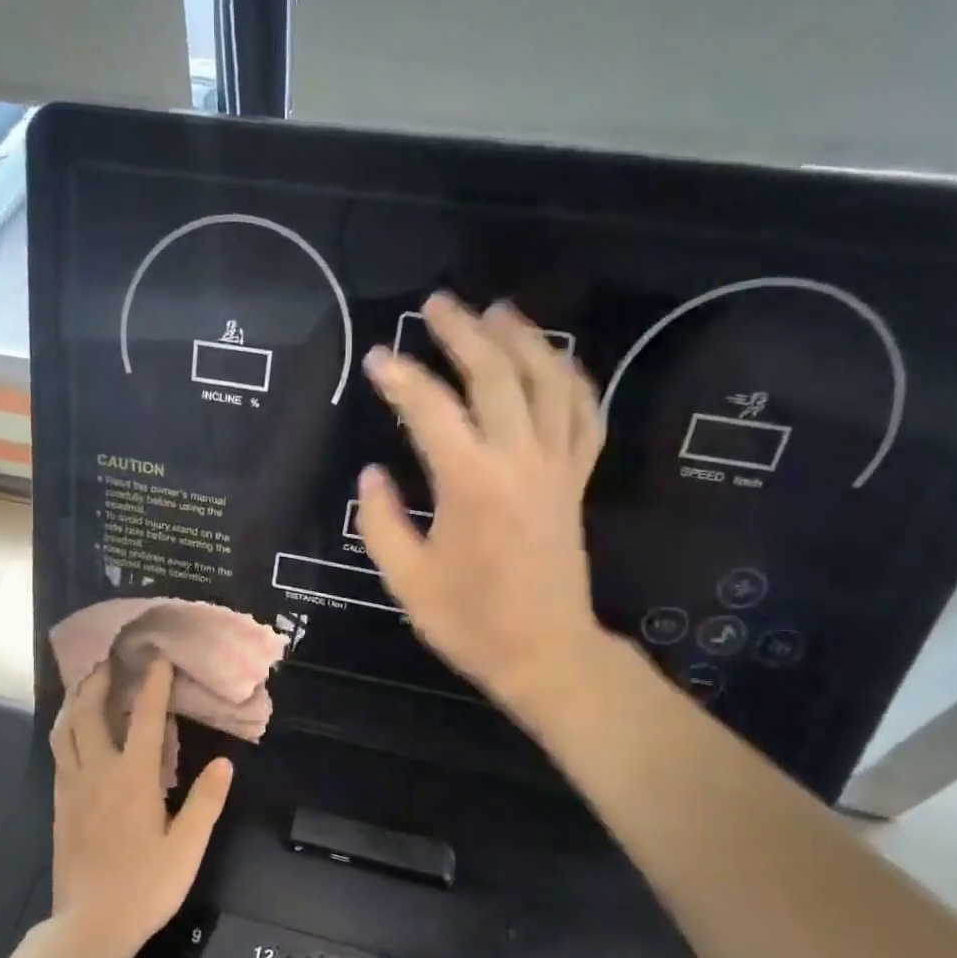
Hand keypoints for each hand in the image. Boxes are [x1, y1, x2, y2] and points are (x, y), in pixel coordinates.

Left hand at [48, 658, 233, 957]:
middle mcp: (97, 772)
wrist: (89, 927)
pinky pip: (58, 752)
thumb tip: (225, 763)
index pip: (145, 719)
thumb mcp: (187, 848)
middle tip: (109, 658)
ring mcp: (72, 786)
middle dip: (99, 679)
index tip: (159, 658)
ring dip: (75, 700)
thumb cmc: (145, 887)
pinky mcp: (59, 803)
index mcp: (132, 778)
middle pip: (89, 712)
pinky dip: (65, 728)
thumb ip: (205, 802)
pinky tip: (74, 731)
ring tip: (86, 684)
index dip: (154, 685)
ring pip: (65, 729)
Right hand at [356, 293, 607, 721]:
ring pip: (550, 383)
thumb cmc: (469, 622)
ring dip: (524, 340)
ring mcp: (556, 467)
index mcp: (471, 484)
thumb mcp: (406, 579)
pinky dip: (572, 380)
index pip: (431, 410)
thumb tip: (372, 473)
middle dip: (464, 334)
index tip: (377, 358)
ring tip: (498, 310)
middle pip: (496, 376)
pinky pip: (584, 415)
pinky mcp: (576, 481)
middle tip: (437, 304)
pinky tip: (554, 361)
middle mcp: (519, 461)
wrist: (545, 653)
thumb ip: (381, 522)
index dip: (401, 378)